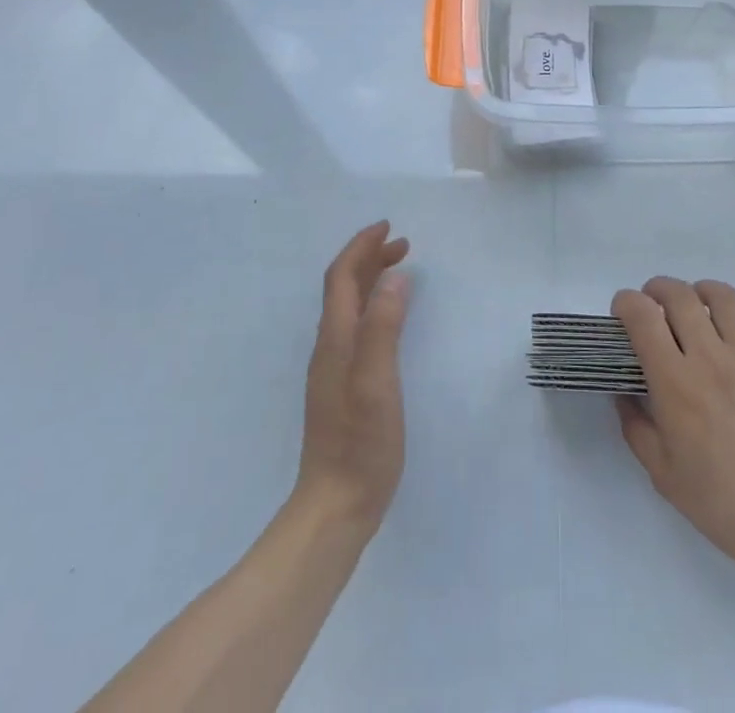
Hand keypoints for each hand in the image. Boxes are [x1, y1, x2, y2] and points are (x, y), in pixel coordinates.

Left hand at [296, 221, 411, 526]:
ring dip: (371, 280)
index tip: (389, 228)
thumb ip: (383, 327)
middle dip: (369, 258)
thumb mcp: (377, 381)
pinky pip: (355, 327)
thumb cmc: (360, 443)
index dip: (362, 247)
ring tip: (400, 271)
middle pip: (343, 288)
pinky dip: (373, 306)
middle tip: (404, 246)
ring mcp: (333, 369)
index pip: (342, 277)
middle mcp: (330, 347)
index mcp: (335, 339)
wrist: (334, 508)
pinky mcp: (343, 388)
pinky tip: (389, 320)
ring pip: (349, 307)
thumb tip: (395, 277)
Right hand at [612, 276, 734, 565]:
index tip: (622, 313)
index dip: (625, 302)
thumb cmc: (721, 502)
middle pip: (679, 294)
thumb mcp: (662, 474)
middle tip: (654, 306)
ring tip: (697, 310)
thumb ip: (635, 426)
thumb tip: (624, 393)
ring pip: (722, 296)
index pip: (642, 315)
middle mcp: (710, 356)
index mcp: (675, 381)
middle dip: (657, 289)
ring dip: (701, 294)